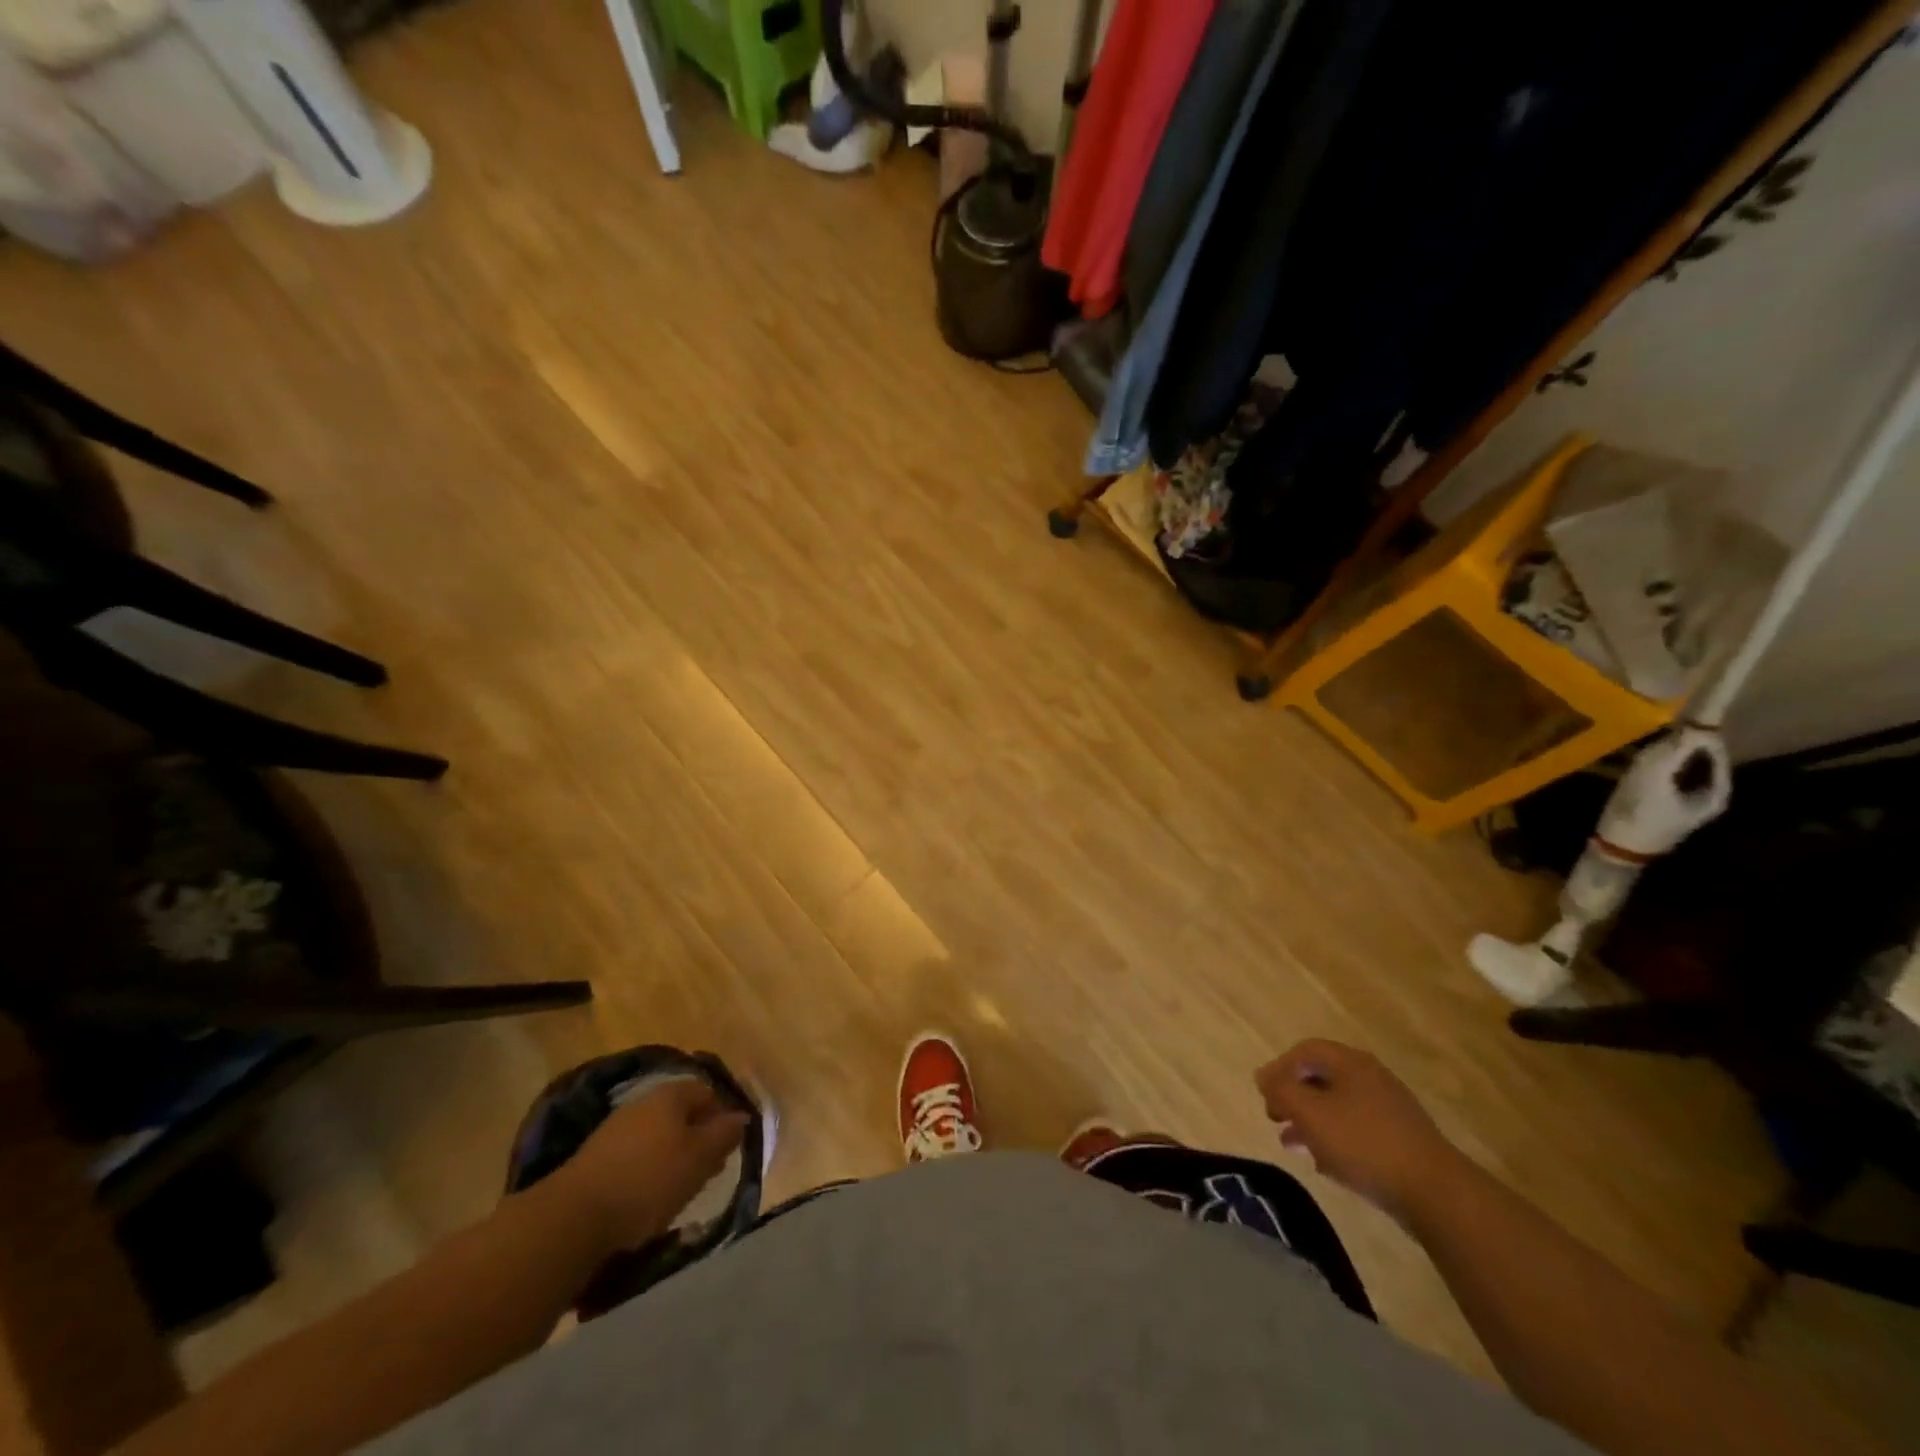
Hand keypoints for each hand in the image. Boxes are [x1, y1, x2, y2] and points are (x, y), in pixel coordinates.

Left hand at [551, 1076, 749, 1252]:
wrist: (573, 1218)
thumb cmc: (648, 1181)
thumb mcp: (699, 1158)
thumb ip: (724, 1134)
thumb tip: (742, 1116)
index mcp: (670, 1094)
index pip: (707, 1092)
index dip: (723, 1115)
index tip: (729, 1147)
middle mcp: (642, 1103)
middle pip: (681, 1114)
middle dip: (698, 1138)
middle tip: (708, 1171)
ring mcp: (614, 1130)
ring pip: (657, 1137)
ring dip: (672, 1158)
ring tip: (680, 1191)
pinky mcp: (595, 1159)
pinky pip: (634, 1158)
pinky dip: (647, 1173)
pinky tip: (647, 1200)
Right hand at [1254, 1039, 1465, 1224]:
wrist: (1436, 1193)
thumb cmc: (1364, 1143)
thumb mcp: (1310, 1113)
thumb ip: (1281, 1091)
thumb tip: (1263, 1077)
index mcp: (1350, 1062)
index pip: (1305, 1051)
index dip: (1278, 1068)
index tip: (1263, 1094)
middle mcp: (1371, 1077)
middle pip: (1321, 1078)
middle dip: (1293, 1097)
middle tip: (1274, 1118)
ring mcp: (1390, 1109)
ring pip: (1337, 1106)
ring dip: (1310, 1121)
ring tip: (1291, 1145)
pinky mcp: (1401, 1140)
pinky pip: (1357, 1130)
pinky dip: (1334, 1139)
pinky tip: (1324, 1164)